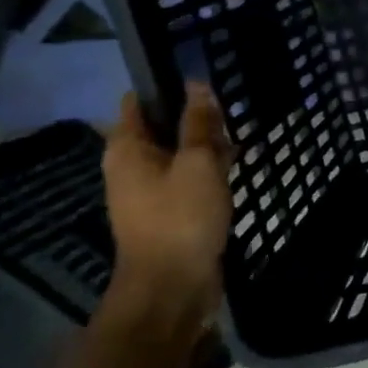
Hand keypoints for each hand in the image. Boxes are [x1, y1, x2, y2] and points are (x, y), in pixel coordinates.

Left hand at [103, 85, 231, 314]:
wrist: (172, 288)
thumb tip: (197, 85)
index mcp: (127, 149)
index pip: (139, 101)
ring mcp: (149, 191)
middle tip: (231, 114)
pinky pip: (188, 178)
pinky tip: (236, 168)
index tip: (205, 80)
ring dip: (207, 146)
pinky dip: (209, 170)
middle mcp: (132, 166)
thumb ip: (198, 123)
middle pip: (163, 126)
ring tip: (239, 140)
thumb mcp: (197, 163)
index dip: (169, 85)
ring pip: (180, 152)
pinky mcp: (169, 210)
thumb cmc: (181, 217)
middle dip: (196, 118)